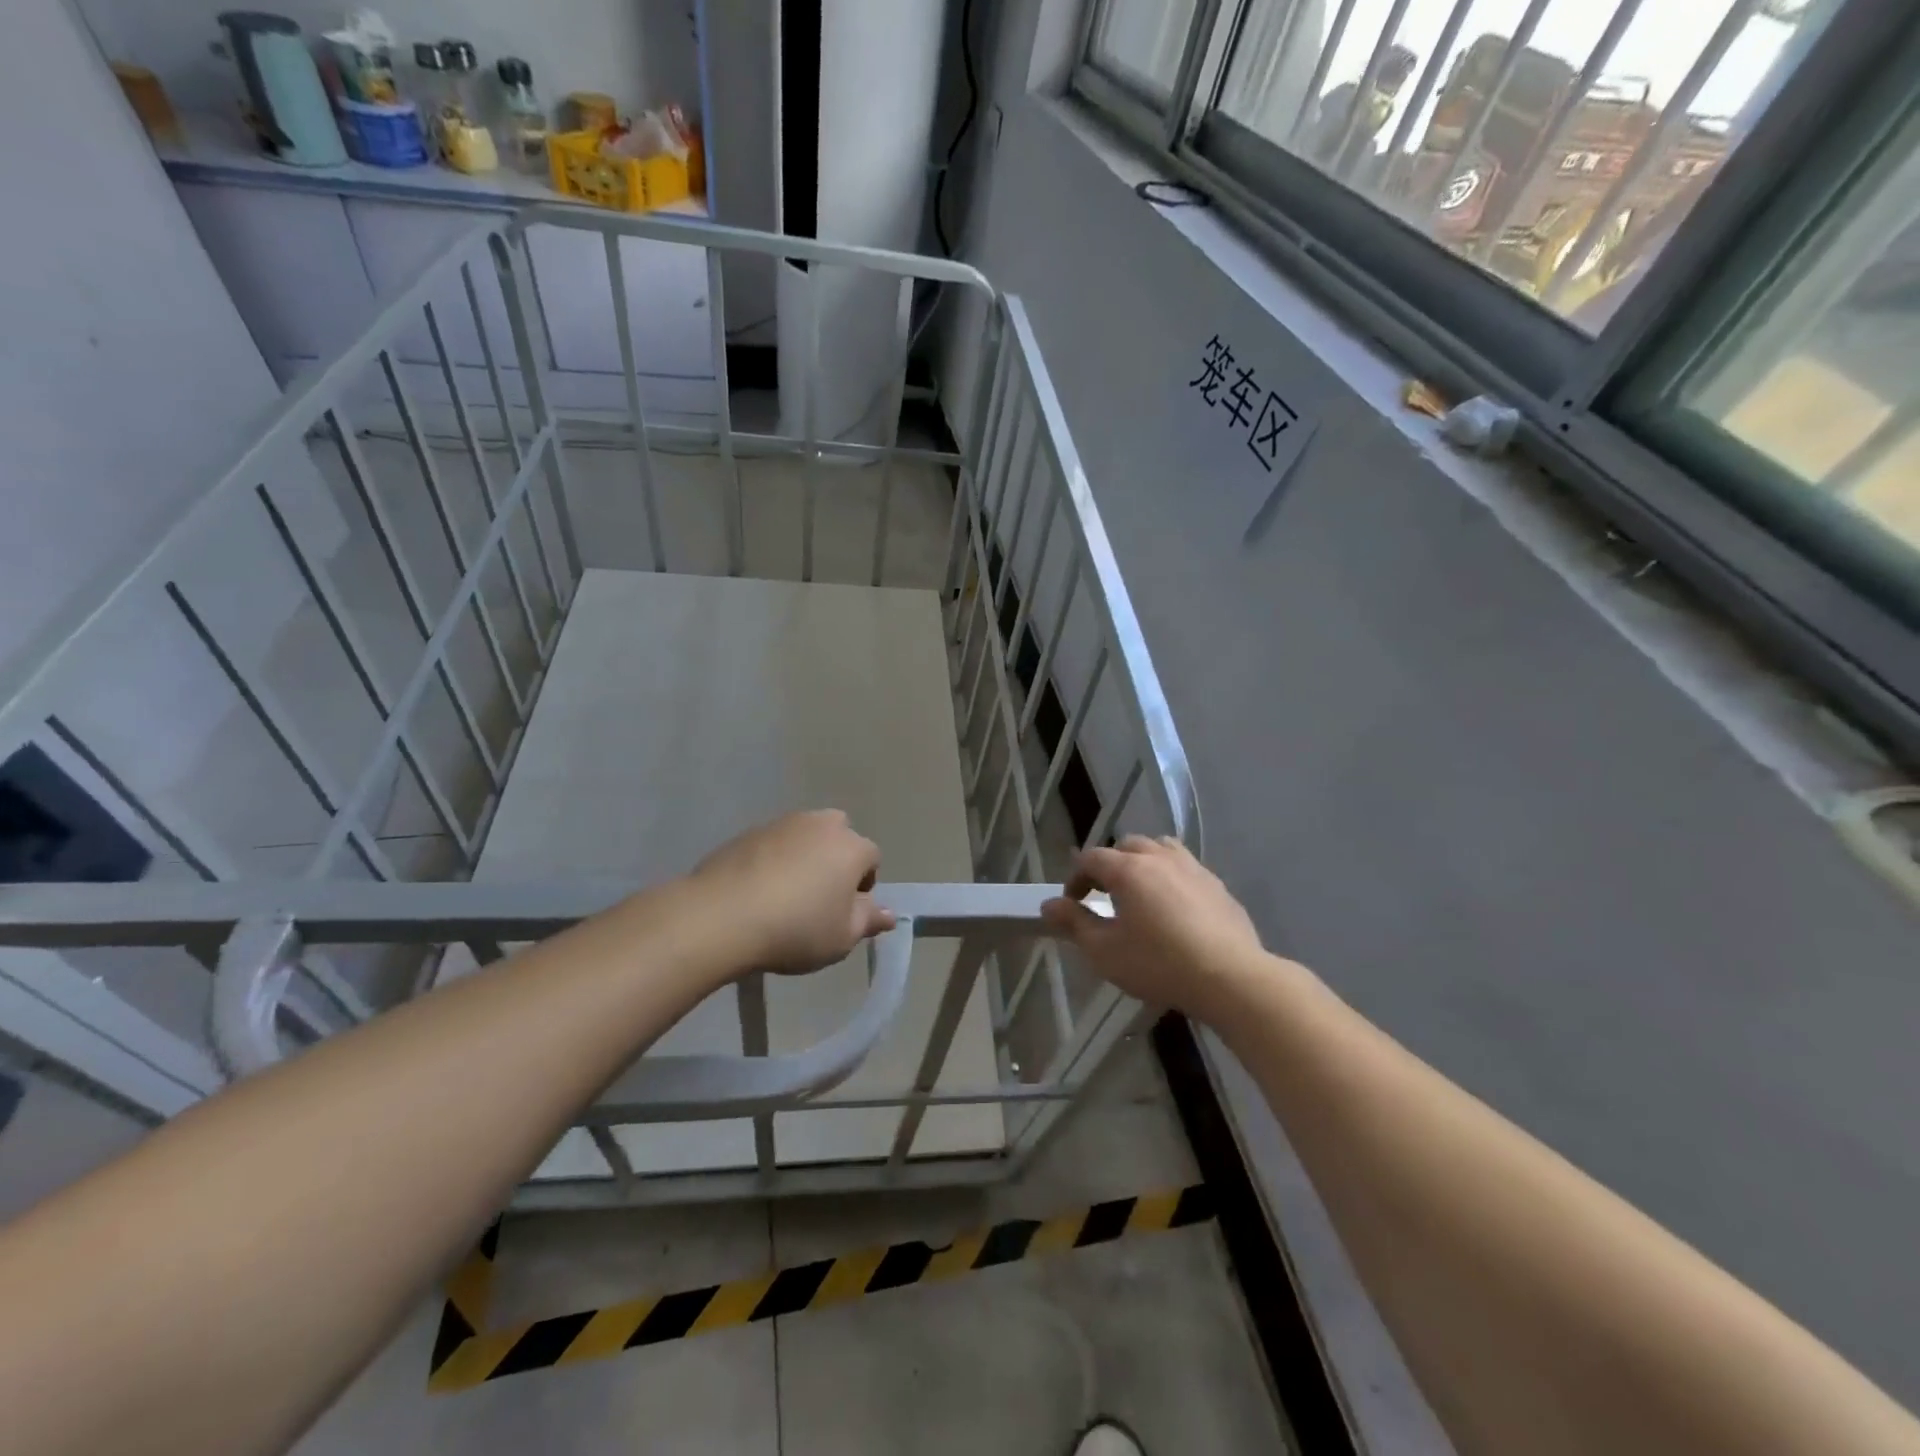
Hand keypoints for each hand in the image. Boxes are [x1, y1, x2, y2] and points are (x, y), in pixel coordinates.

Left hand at [689, 810, 896, 974]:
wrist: (722, 916)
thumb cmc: (796, 929)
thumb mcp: (842, 937)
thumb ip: (869, 920)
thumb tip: (888, 913)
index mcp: (851, 847)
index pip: (872, 858)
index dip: (864, 885)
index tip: (845, 912)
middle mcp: (821, 825)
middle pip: (839, 836)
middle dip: (836, 859)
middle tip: (819, 897)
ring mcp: (782, 823)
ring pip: (804, 836)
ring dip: (803, 857)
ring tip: (785, 895)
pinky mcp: (747, 832)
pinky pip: (772, 844)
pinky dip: (772, 860)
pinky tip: (757, 891)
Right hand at [1042, 836, 1265, 1019]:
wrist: (1231, 978)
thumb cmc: (1159, 964)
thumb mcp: (1105, 951)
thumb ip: (1074, 924)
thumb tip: (1049, 905)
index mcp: (1129, 869)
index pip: (1092, 858)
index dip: (1076, 877)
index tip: (1072, 902)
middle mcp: (1160, 858)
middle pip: (1128, 846)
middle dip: (1110, 865)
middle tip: (1104, 894)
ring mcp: (1194, 869)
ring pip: (1161, 849)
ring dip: (1144, 862)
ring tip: (1140, 891)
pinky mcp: (1218, 887)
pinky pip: (1187, 869)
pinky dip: (1171, 878)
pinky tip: (1175, 909)